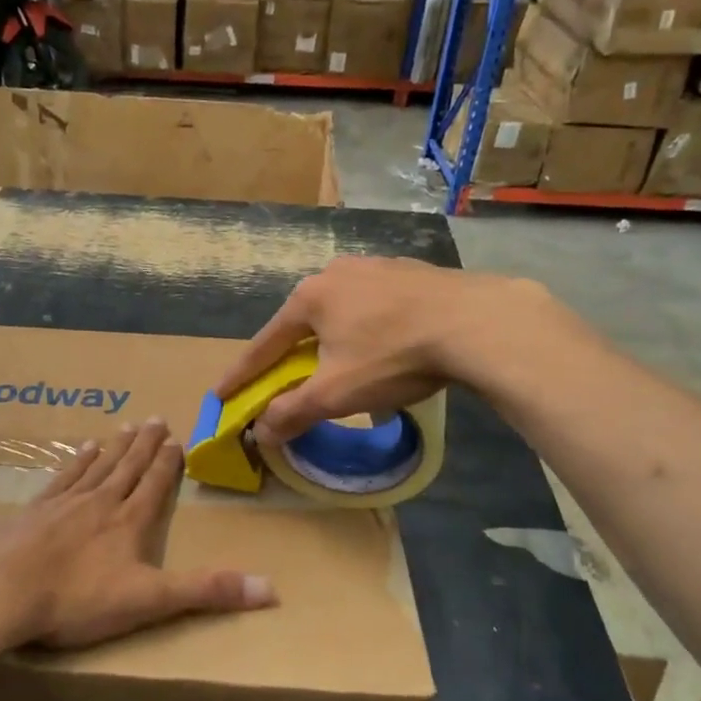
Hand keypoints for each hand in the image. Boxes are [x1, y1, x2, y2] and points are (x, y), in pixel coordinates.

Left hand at [0, 419, 275, 650]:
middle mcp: (100, 502)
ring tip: (125, 427)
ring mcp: (63, 503)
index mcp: (129, 521)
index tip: (177, 439)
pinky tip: (81, 449)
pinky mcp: (33, 511)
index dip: (168, 463)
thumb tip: (272, 589)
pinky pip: (62, 477)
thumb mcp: (149, 601)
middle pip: (128, 467)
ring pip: (97, 466)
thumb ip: (207, 592)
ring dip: (114, 447)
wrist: (1, 592)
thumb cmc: (77, 599)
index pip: (155, 484)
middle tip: (156, 419)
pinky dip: (76, 461)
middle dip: (145, 445)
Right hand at [216, 257, 545, 440]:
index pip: (264, 344)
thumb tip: (260, 433)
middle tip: (282, 380)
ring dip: (330, 340)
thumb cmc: (394, 356)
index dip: (242, 374)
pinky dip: (366, 329)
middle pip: (301, 324)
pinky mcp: (412, 273)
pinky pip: (375, 306)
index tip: (221, 394)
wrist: (479, 323)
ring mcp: (377, 267)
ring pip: (340, 312)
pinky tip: (382, 343)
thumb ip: (293, 412)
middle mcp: (336, 273)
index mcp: (310, 297)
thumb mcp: (336, 393)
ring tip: (335, 363)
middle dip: (289, 354)